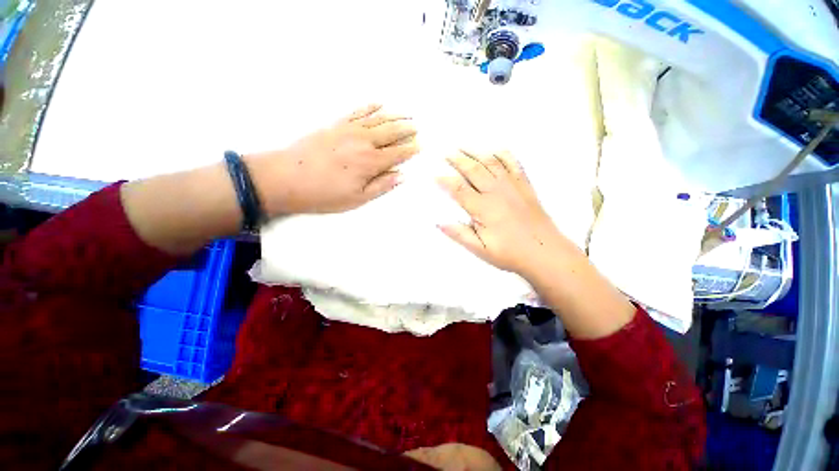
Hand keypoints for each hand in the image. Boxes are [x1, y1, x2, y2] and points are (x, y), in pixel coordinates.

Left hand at [246, 104, 418, 215]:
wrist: (286, 177)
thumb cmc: (324, 194)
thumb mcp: (357, 198)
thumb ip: (382, 186)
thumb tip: (401, 176)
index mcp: (371, 162)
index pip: (398, 153)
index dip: (410, 150)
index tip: (420, 146)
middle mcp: (364, 141)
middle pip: (391, 132)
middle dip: (406, 130)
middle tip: (417, 127)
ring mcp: (349, 129)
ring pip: (378, 119)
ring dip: (394, 116)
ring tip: (406, 114)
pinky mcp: (335, 124)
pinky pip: (357, 111)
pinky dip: (370, 107)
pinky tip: (379, 103)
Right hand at [438, 150, 572, 275]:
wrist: (545, 252)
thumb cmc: (510, 253)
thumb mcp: (481, 250)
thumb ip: (460, 234)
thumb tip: (438, 223)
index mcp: (483, 208)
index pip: (459, 189)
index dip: (444, 180)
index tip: (434, 175)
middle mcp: (496, 191)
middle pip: (473, 169)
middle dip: (457, 159)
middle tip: (445, 152)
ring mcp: (512, 185)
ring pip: (490, 162)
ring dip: (475, 152)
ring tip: (463, 146)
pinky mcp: (524, 184)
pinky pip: (513, 163)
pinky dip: (502, 153)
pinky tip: (494, 149)